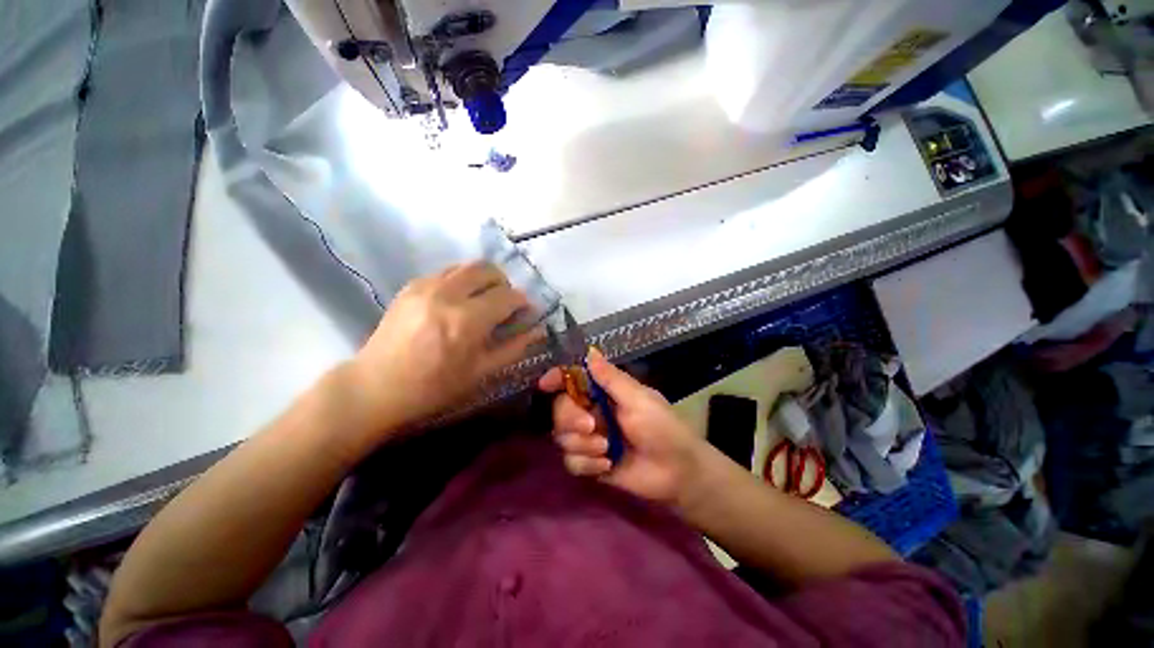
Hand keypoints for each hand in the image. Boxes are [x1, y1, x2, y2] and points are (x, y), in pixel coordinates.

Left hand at [346, 262, 542, 432]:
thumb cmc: (434, 387)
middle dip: (504, 283)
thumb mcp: (481, 372)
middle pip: (488, 269)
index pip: (508, 296)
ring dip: (484, 278)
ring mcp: (426, 286)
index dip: (523, 302)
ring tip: (483, 299)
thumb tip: (539, 329)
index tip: (525, 313)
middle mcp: (447, 294)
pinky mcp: (411, 285)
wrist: (376, 387)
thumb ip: (514, 347)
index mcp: (467, 320)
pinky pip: (448, 271)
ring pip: (467, 265)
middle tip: (505, 303)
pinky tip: (459, 301)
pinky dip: (463, 280)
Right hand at [539, 348, 706, 505]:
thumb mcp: (639, 400)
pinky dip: (586, 464)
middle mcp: (592, 411)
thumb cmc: (663, 428)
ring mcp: (589, 438)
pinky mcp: (590, 463)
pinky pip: (571, 461)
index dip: (557, 378)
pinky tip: (607, 466)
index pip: (573, 379)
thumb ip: (611, 379)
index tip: (545, 384)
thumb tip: (590, 351)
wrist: (677, 473)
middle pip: (560, 408)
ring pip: (562, 436)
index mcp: (604, 392)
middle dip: (570, 418)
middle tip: (591, 426)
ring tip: (607, 450)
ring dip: (582, 444)